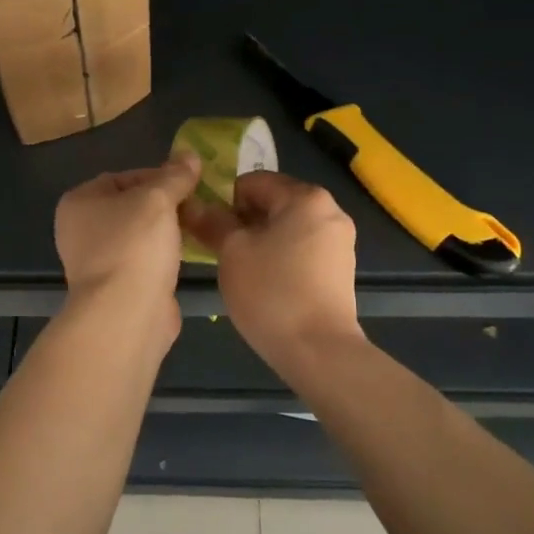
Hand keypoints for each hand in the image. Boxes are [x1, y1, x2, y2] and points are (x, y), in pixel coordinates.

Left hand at [53, 155, 202, 346]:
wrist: (126, 314)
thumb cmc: (134, 245)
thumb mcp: (158, 200)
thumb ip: (175, 176)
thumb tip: (190, 155)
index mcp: (79, 202)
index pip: (122, 177)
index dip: (157, 176)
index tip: (188, 182)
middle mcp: (81, 230)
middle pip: (131, 206)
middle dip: (165, 204)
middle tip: (197, 204)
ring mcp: (97, 262)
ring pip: (139, 235)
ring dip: (167, 231)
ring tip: (198, 226)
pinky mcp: (117, 287)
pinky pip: (144, 261)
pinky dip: (164, 256)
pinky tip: (189, 255)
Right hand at [179, 172, 359, 361]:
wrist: (319, 351)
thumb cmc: (271, 292)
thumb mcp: (232, 252)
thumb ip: (212, 222)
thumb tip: (193, 205)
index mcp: (305, 197)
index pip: (252, 182)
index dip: (224, 200)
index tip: (208, 227)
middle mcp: (329, 210)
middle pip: (273, 202)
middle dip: (243, 220)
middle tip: (219, 248)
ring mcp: (339, 241)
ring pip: (287, 227)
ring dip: (260, 239)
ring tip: (240, 267)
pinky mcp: (340, 268)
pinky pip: (302, 248)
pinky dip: (280, 255)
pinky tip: (264, 282)